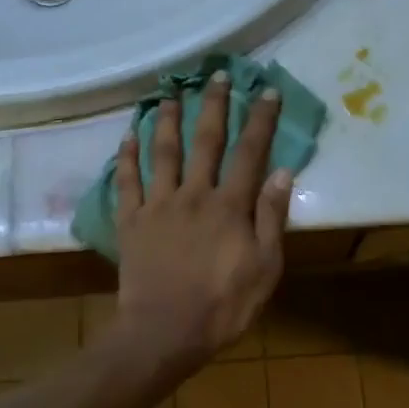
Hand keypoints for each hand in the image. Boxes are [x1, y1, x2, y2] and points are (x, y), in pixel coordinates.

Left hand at [111, 72, 292, 372]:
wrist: (164, 334)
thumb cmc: (222, 306)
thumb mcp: (264, 269)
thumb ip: (271, 219)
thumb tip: (283, 173)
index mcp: (229, 206)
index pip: (250, 152)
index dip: (259, 119)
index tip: (265, 90)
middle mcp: (193, 194)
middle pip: (205, 141)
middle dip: (212, 104)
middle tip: (214, 74)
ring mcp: (158, 205)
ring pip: (162, 152)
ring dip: (166, 119)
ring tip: (169, 93)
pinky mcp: (131, 221)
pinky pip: (127, 182)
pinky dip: (126, 157)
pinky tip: (127, 136)